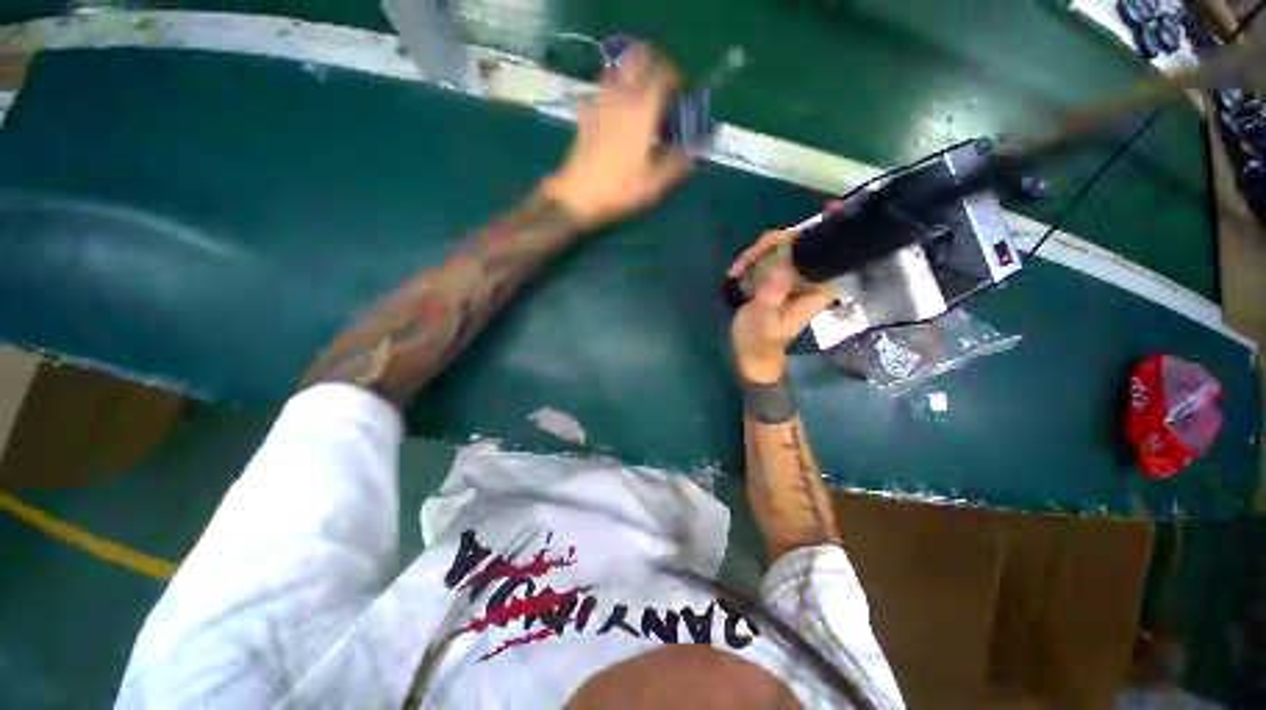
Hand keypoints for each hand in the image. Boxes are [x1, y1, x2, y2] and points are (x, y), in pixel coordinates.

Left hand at [541, 45, 692, 227]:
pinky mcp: (585, 116)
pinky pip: (598, 94)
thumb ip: (679, 163)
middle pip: (638, 59)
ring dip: (631, 76)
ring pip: (617, 71)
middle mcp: (620, 97)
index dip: (679, 77)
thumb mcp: (655, 183)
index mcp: (642, 109)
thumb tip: (696, 151)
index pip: (664, 73)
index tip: (685, 92)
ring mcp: (599, 103)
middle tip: (663, 86)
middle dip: (655, 65)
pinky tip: (612, 113)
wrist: (578, 197)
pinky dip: (609, 96)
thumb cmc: (620, 189)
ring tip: (640, 98)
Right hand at [729, 225, 836, 383]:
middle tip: (742, 263)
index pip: (827, 251)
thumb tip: (780, 263)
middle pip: (800, 242)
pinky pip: (769, 255)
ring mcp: (793, 275)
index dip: (823, 231)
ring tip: (736, 272)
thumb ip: (772, 292)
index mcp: (817, 288)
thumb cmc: (759, 339)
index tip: (824, 211)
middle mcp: (810, 277)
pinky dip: (751, 259)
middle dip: (769, 246)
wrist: (751, 352)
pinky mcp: (779, 276)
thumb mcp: (763, 318)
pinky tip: (736, 273)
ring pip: (781, 246)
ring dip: (755, 253)